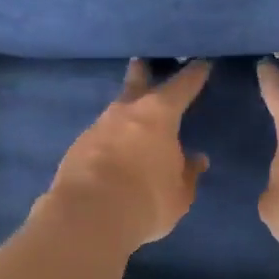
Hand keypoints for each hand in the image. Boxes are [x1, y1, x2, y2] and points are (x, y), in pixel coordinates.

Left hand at [36, 59, 212, 251]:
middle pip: (136, 83)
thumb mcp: (179, 193)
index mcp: (159, 114)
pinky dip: (109, 140)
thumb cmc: (146, 200)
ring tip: (131, 119)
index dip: (194, 75)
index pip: (182, 87)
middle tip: (142, 62)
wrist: (88, 216)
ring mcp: (97, 127)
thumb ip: (187, 173)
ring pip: (115, 112)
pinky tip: (112, 151)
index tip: (202, 63)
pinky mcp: (76, 148)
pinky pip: (100, 137)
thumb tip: (196, 159)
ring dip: (124, 112)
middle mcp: (126, 112)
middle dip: (142, 73)